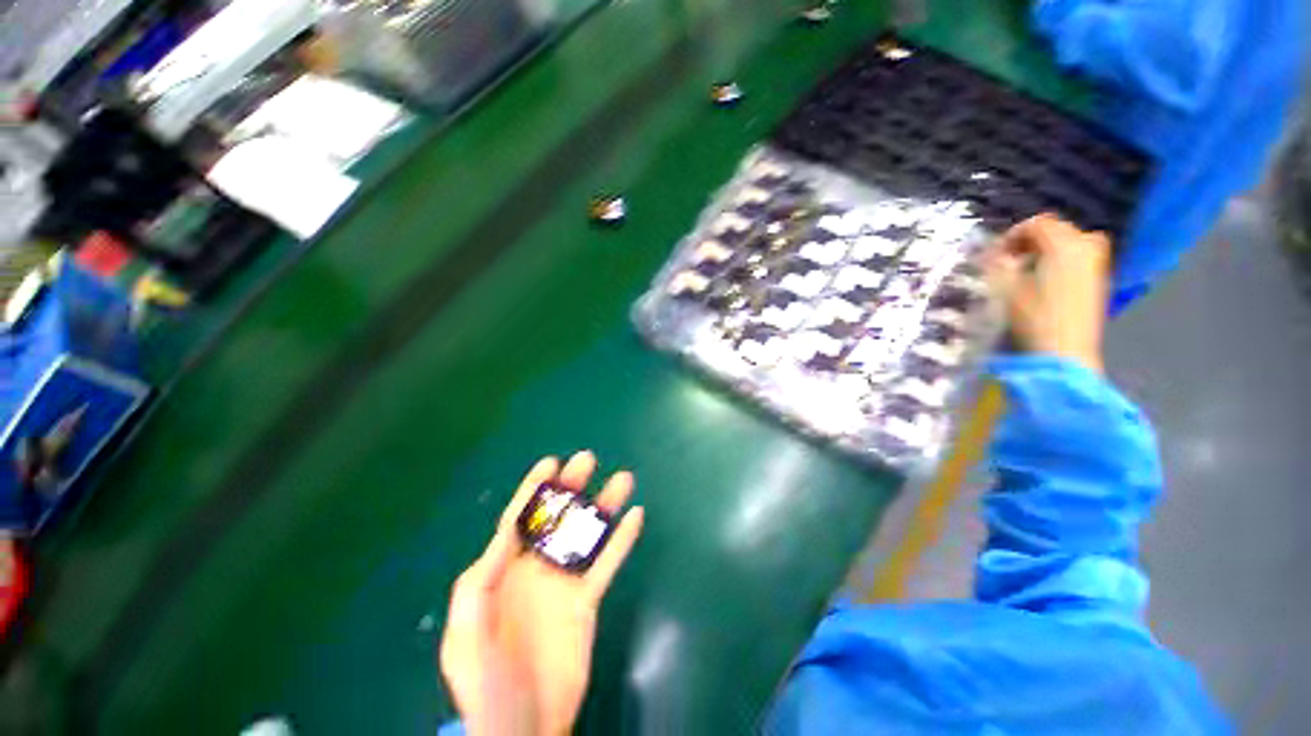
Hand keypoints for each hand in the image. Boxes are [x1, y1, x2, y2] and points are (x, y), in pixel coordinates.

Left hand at [440, 452, 644, 735]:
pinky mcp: (587, 601)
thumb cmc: (486, 686)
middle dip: (570, 488)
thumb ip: (476, 586)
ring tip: (622, 479)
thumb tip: (503, 534)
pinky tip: (636, 517)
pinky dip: (622, 541)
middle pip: (556, 518)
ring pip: (587, 535)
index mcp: (502, 573)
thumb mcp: (466, 638)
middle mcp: (535, 569)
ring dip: (603, 507)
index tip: (551, 462)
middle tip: (588, 459)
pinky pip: (607, 563)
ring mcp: (563, 583)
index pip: (518, 520)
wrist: (523, 730)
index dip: (533, 489)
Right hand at [984, 214, 1111, 372]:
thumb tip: (993, 253)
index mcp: (1064, 245)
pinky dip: (1061, 260)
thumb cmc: (1033, 317)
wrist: (1065, 352)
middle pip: (1058, 229)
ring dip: (1048, 250)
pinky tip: (1045, 280)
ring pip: (1072, 242)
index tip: (995, 255)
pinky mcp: (1099, 280)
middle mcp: (1086, 246)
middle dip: (1031, 241)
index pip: (1037, 223)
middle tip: (1011, 260)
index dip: (1013, 235)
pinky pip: (1080, 257)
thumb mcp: (1005, 289)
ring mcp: (1097, 263)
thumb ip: (998, 265)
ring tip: (1028, 270)